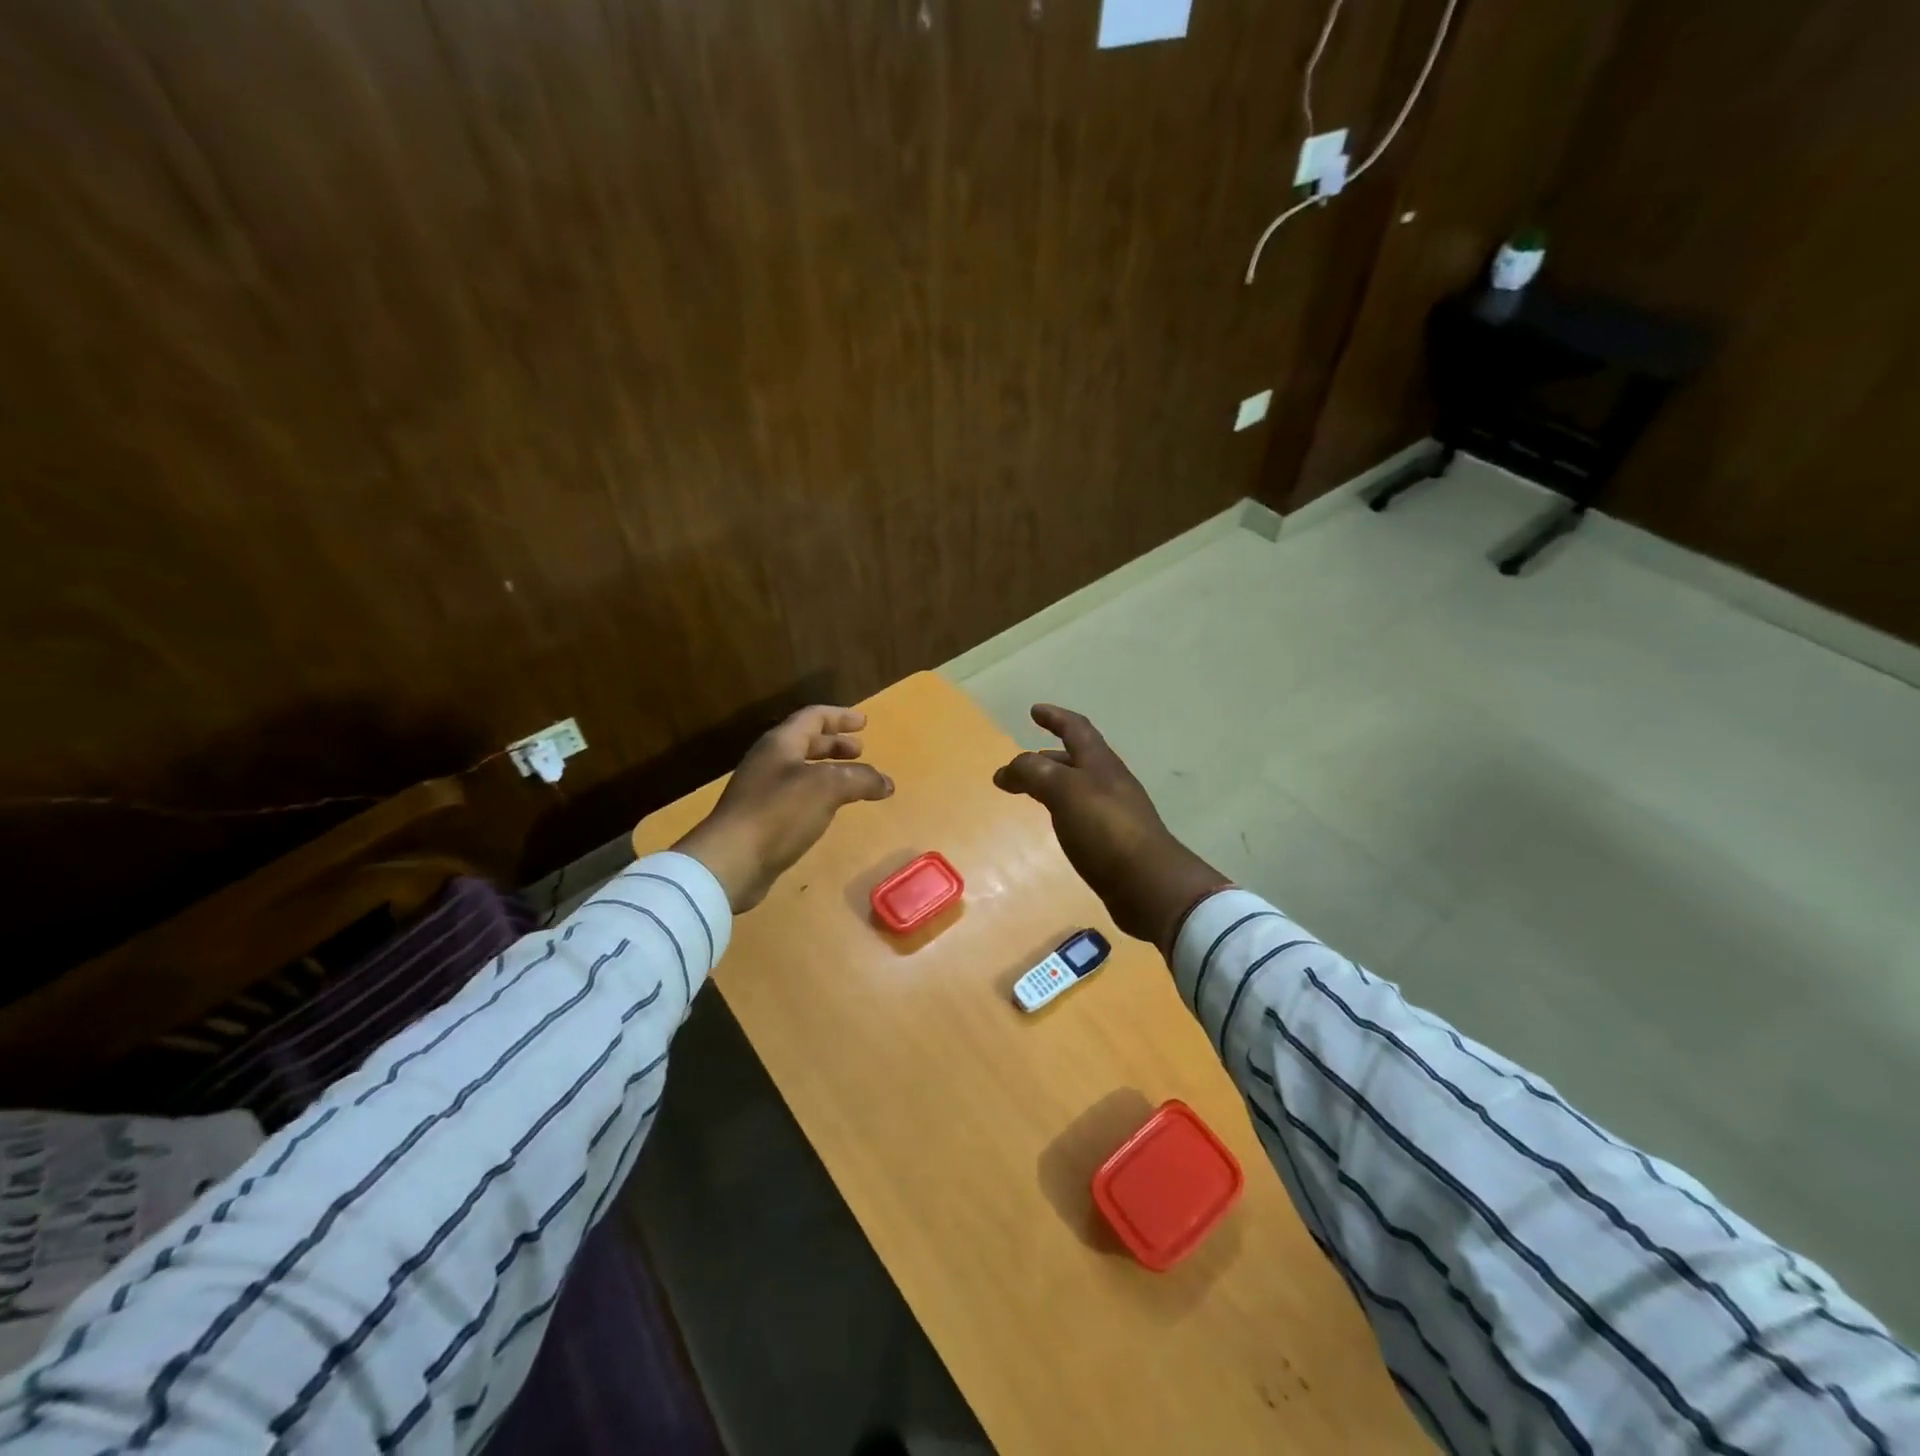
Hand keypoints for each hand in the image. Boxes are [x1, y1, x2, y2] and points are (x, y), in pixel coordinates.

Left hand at [674, 706, 893, 911]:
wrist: (730, 861)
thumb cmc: (779, 813)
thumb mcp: (828, 788)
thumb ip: (861, 779)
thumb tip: (887, 783)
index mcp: (781, 743)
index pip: (813, 717)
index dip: (840, 717)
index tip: (864, 723)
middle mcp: (769, 761)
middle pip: (805, 742)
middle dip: (834, 744)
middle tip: (860, 751)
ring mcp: (761, 791)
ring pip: (801, 770)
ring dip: (828, 770)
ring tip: (851, 782)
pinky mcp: (760, 819)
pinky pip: (795, 796)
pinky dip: (818, 795)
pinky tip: (828, 811)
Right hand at [993, 705, 1228, 950]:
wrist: (1147, 883)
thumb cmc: (1106, 828)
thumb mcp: (1064, 790)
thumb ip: (1034, 773)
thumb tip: (1007, 770)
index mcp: (1100, 763)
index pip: (1076, 729)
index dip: (1055, 717)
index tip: (1035, 711)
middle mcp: (1109, 783)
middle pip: (1077, 759)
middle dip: (1048, 756)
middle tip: (1022, 764)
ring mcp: (1114, 813)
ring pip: (1078, 788)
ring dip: (1054, 784)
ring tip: (1030, 793)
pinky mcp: (1113, 841)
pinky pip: (1081, 814)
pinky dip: (1062, 810)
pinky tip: (1055, 825)